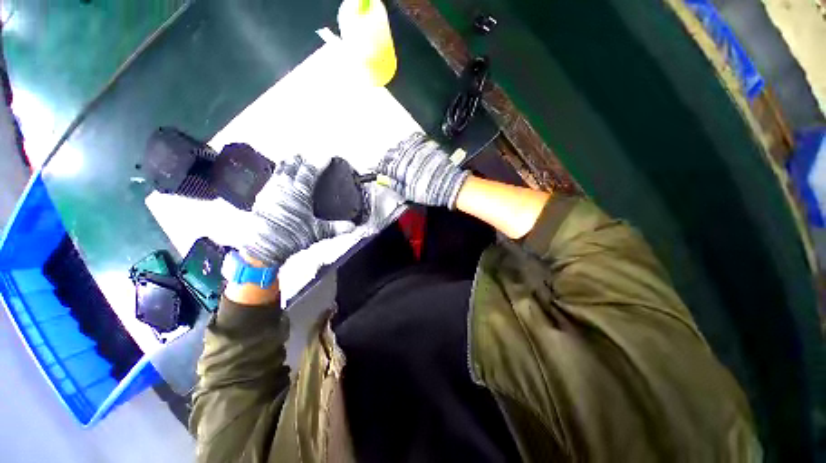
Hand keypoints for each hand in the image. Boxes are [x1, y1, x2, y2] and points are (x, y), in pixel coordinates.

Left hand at [240, 155, 349, 267]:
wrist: (262, 246)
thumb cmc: (289, 237)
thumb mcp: (315, 233)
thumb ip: (334, 228)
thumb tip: (351, 227)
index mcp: (300, 190)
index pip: (312, 169)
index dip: (321, 160)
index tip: (327, 156)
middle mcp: (284, 185)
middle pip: (293, 163)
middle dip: (301, 158)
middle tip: (307, 156)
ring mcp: (271, 189)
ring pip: (280, 169)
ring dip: (287, 164)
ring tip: (291, 161)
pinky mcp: (261, 197)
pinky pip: (270, 180)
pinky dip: (277, 176)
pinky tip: (277, 181)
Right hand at [376, 133, 468, 208]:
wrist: (450, 185)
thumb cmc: (429, 192)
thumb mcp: (409, 193)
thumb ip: (395, 185)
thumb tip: (384, 180)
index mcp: (400, 170)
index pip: (384, 165)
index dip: (381, 167)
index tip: (380, 168)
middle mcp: (407, 157)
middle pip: (391, 153)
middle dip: (388, 157)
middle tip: (389, 161)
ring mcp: (417, 150)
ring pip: (402, 145)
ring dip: (399, 149)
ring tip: (399, 153)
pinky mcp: (427, 146)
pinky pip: (415, 139)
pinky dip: (411, 141)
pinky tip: (410, 145)